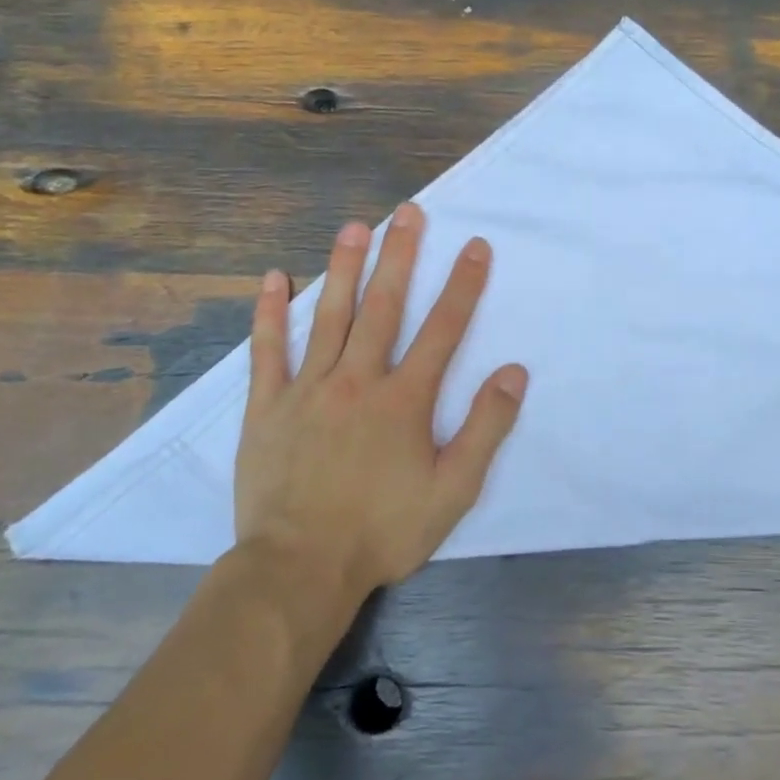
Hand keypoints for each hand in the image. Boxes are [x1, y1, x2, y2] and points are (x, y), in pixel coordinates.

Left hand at [235, 203, 527, 605]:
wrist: (300, 567)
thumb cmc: (383, 531)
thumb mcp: (453, 490)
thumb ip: (485, 428)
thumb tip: (513, 373)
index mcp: (404, 400)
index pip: (442, 329)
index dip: (462, 285)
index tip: (475, 246)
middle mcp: (357, 380)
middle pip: (383, 306)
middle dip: (400, 256)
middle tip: (408, 212)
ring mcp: (307, 389)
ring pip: (328, 315)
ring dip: (343, 267)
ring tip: (355, 226)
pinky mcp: (267, 406)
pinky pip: (267, 350)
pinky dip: (270, 313)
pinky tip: (274, 278)